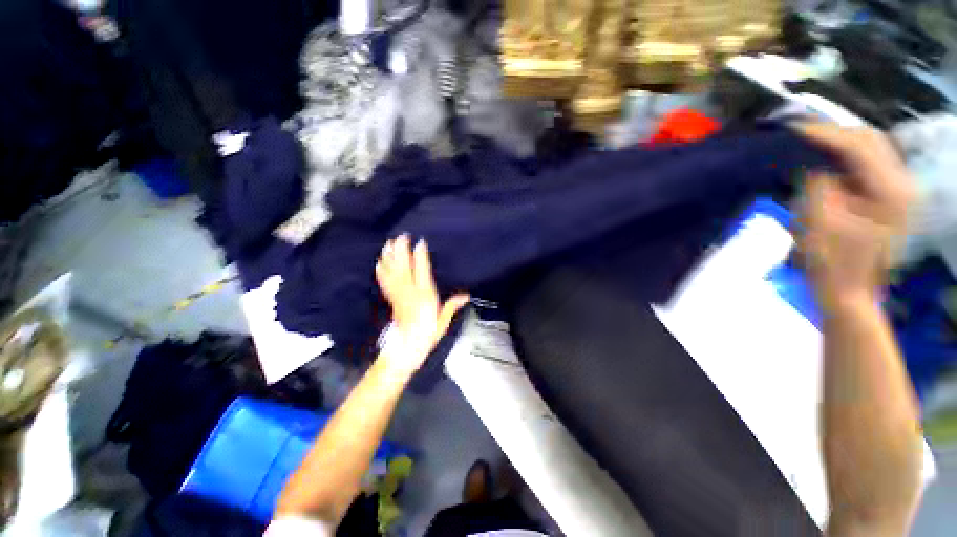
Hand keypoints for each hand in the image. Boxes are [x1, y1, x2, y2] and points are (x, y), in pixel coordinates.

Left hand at [375, 235, 469, 374]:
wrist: (404, 349)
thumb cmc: (427, 335)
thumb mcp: (443, 322)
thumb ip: (452, 306)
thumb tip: (466, 296)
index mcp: (424, 296)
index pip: (422, 272)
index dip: (420, 256)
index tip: (420, 242)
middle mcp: (409, 293)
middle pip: (404, 268)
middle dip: (402, 251)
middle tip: (401, 236)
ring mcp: (398, 295)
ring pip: (392, 272)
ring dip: (390, 257)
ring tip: (388, 243)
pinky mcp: (391, 299)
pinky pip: (385, 282)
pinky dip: (382, 271)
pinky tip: (379, 262)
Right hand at [797, 124, 915, 308]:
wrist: (848, 293)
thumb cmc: (830, 263)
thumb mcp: (818, 221)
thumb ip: (818, 183)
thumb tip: (811, 160)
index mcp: (891, 192)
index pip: (859, 146)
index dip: (824, 134)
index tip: (792, 130)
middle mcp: (902, 185)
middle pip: (871, 141)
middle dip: (834, 133)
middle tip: (799, 133)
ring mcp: (899, 191)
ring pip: (871, 150)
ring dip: (840, 143)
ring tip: (809, 142)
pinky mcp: (889, 198)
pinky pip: (868, 165)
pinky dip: (845, 157)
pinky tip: (825, 160)